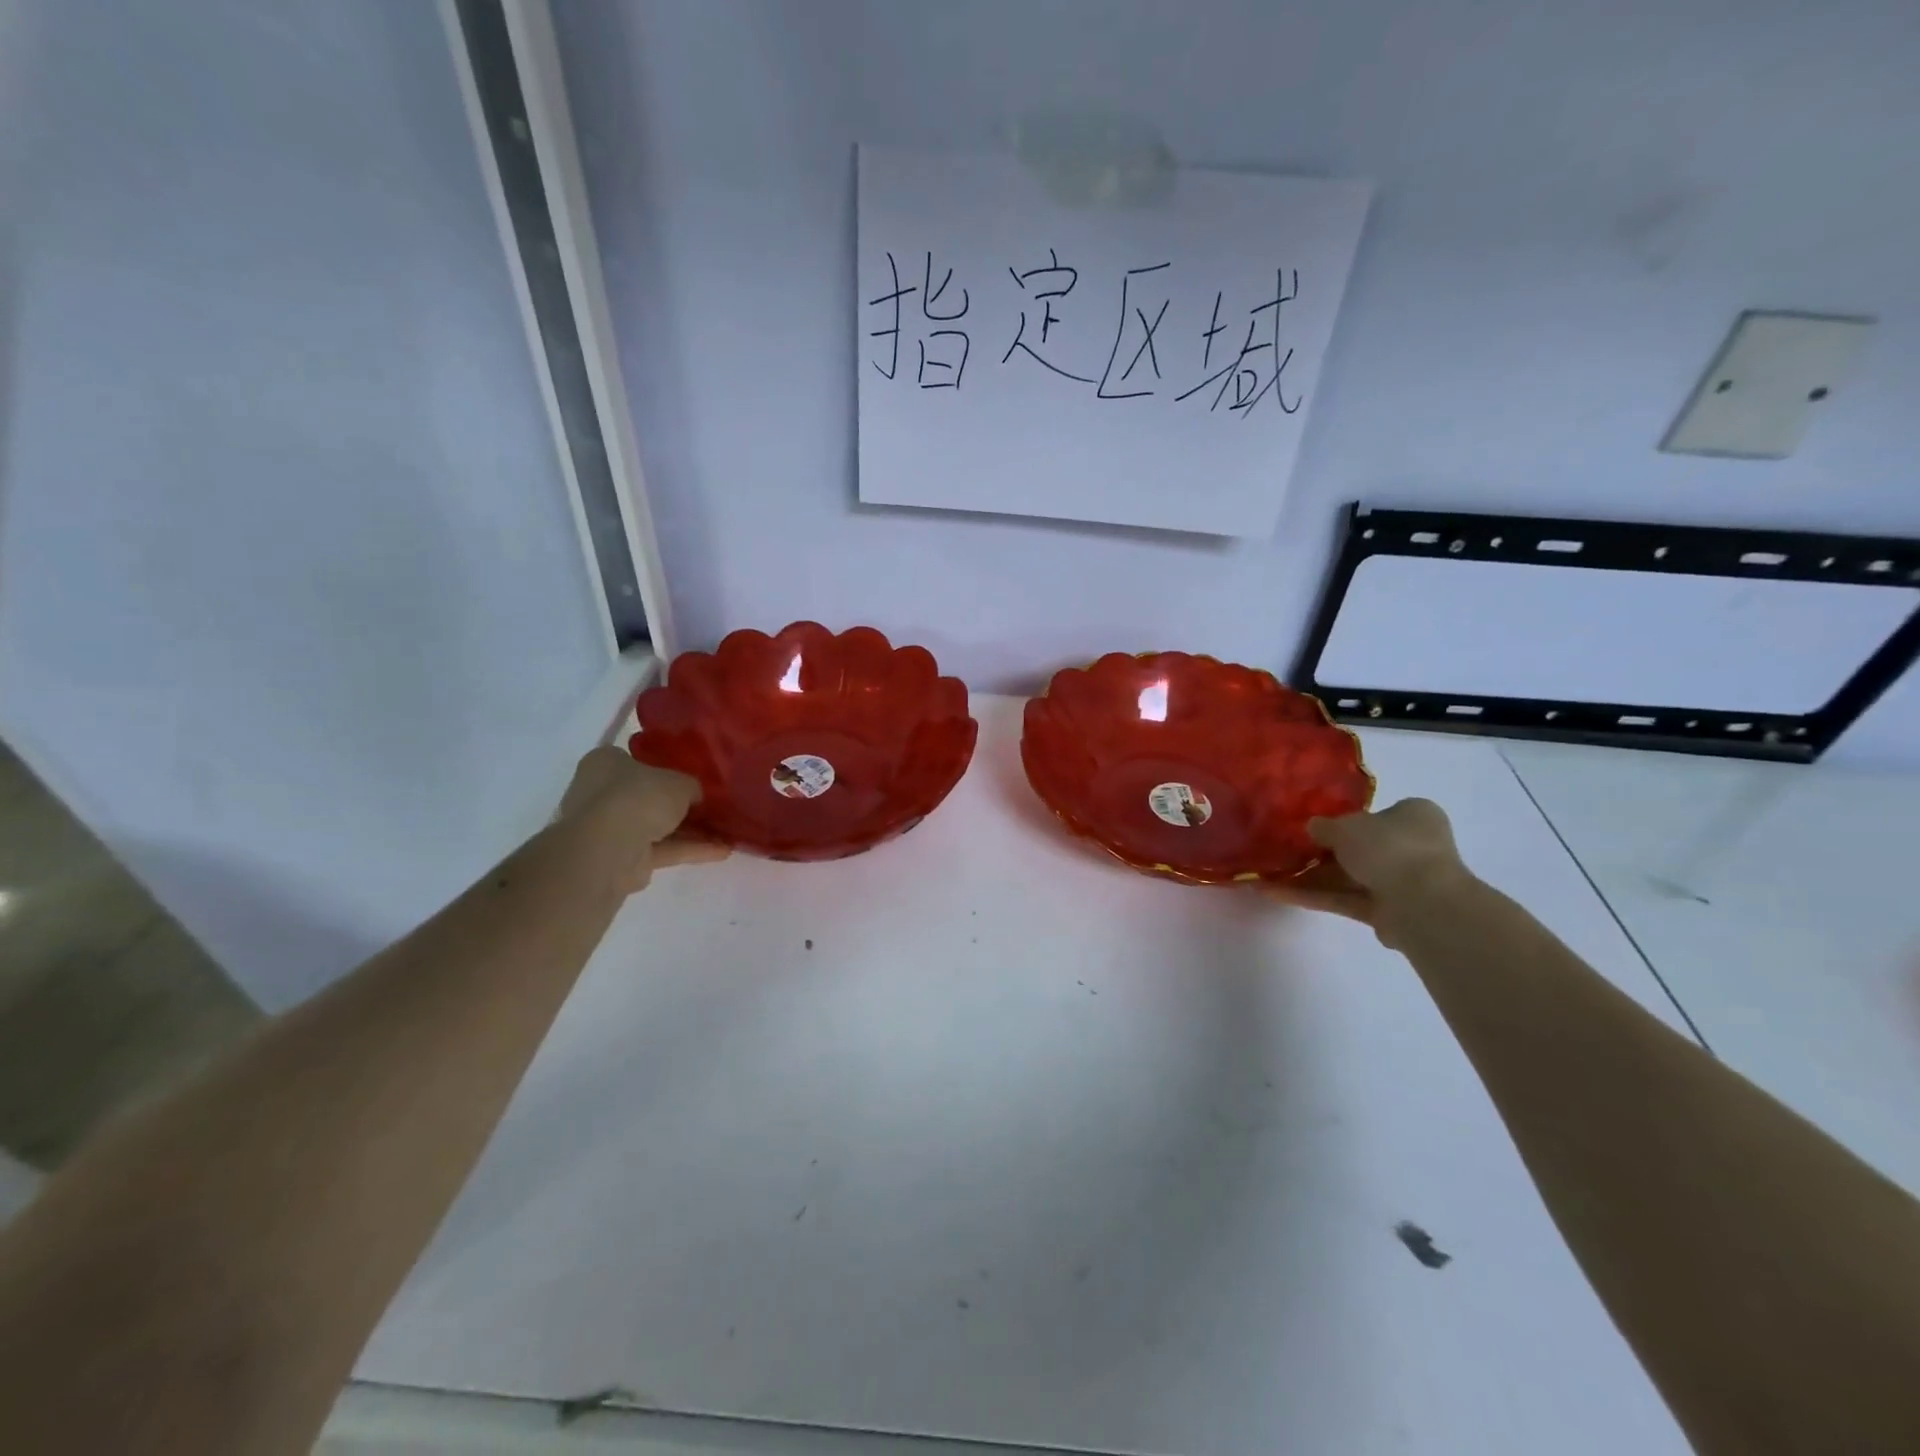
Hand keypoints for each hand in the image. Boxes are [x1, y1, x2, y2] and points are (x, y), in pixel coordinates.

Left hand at [558, 746, 728, 891]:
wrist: (609, 848)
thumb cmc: (639, 796)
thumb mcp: (679, 782)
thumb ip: (691, 787)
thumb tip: (695, 797)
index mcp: (606, 762)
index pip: (636, 760)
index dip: (664, 767)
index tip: (691, 776)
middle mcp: (602, 792)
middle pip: (647, 796)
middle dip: (680, 804)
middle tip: (711, 806)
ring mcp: (610, 828)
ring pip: (656, 826)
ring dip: (690, 831)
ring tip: (726, 832)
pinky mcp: (622, 857)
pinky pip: (662, 849)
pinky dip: (689, 850)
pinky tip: (722, 851)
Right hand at [1264, 798, 1469, 943]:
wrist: (1421, 903)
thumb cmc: (1388, 848)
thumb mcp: (1345, 826)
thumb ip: (1324, 827)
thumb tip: (1313, 828)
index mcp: (1414, 816)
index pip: (1379, 814)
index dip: (1346, 819)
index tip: (1315, 826)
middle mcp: (1413, 847)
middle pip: (1360, 848)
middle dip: (1322, 853)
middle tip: (1286, 851)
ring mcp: (1402, 883)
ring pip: (1349, 877)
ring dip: (1311, 878)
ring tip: (1270, 875)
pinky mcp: (1388, 913)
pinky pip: (1345, 900)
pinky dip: (1314, 897)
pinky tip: (1277, 893)